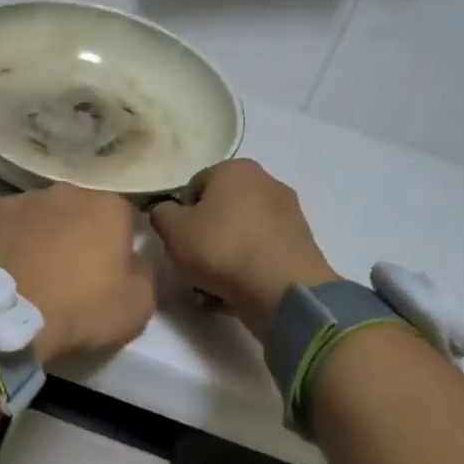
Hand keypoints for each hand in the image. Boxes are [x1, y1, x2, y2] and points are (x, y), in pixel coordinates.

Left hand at [0, 184, 155, 364]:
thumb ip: (144, 272)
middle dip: (81, 232)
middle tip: (74, 268)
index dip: (120, 242)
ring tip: (38, 268)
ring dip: (47, 232)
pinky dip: (15, 237)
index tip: (112, 267)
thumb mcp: (139, 304)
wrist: (10, 316)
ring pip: (46, 213)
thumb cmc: (82, 308)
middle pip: (82, 209)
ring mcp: (25, 198)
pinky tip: (12, 263)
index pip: (124, 215)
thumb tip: (134, 259)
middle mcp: (68, 190)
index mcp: (109, 205)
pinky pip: (13, 223)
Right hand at [150, 159, 338, 342]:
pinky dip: (246, 270)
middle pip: (220, 211)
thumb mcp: (172, 229)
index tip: (176, 239)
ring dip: (223, 257)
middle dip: (204, 236)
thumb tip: (166, 212)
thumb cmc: (221, 248)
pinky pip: (260, 255)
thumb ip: (161, 214)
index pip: (194, 186)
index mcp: (236, 169)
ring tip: (209, 287)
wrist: (283, 291)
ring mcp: (289, 215)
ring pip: (240, 235)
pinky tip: (233, 294)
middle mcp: (267, 183)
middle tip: (191, 262)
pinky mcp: (302, 247)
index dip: (179, 214)